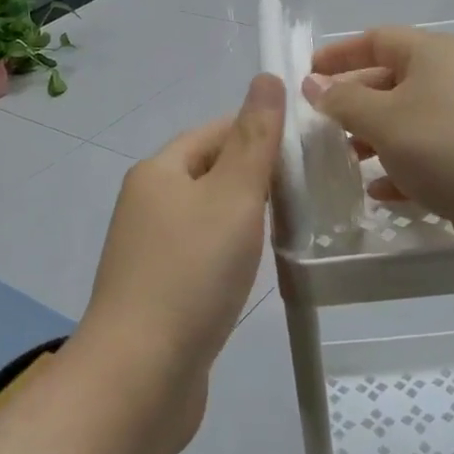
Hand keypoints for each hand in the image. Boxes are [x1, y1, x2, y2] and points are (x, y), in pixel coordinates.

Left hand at [78, 73, 284, 439]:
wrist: (142, 374)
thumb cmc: (191, 274)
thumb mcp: (233, 196)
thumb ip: (255, 139)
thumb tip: (267, 78)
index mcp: (159, 171)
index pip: (215, 131)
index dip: (260, 132)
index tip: (308, 150)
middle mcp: (148, 204)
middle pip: (211, 172)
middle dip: (258, 176)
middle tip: (312, 190)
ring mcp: (150, 251)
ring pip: (209, 216)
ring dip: (247, 217)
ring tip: (294, 226)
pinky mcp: (160, 290)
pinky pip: (203, 255)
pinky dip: (232, 253)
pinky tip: (256, 268)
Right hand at [304, 28, 453, 277]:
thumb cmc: (452, 146)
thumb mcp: (386, 120)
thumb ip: (343, 102)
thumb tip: (313, 84)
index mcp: (434, 55)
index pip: (378, 40)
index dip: (340, 54)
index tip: (307, 74)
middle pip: (392, 82)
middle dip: (354, 102)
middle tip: (319, 126)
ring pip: (410, 124)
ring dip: (374, 140)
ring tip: (344, 160)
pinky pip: (429, 159)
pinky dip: (402, 171)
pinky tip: (380, 193)